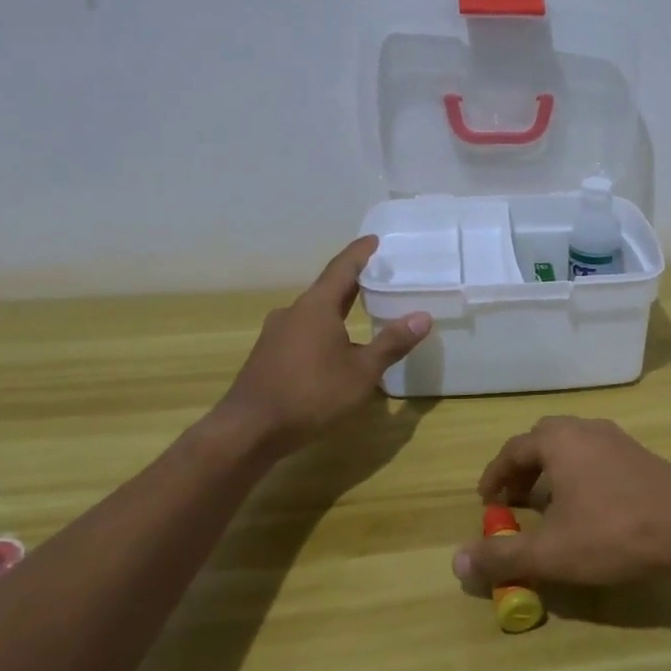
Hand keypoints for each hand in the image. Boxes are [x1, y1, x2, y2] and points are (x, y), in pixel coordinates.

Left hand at [214, 237, 430, 453]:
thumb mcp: (361, 372)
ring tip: (361, 315)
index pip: (342, 268)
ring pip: (313, 314)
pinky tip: (335, 351)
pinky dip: (323, 332)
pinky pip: (302, 333)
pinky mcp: (267, 356)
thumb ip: (392, 343)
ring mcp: (276, 334)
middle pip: (328, 289)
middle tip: (377, 277)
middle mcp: (293, 312)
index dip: (360, 253)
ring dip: (337, 311)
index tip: (374, 239)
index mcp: (317, 307)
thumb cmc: (310, 395)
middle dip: (352, 282)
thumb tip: (422, 316)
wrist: (248, 431)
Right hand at [452, 417, 670, 587]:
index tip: (485, 501)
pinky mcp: (640, 454)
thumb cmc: (613, 532)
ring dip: (552, 470)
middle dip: (522, 469)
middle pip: (542, 440)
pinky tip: (588, 505)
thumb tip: (457, 561)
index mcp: (557, 441)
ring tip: (548, 504)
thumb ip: (503, 556)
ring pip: (571, 446)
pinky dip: (578, 473)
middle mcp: (585, 429)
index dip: (495, 476)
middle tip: (514, 499)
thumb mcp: (551, 552)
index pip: (512, 450)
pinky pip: (596, 455)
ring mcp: (616, 438)